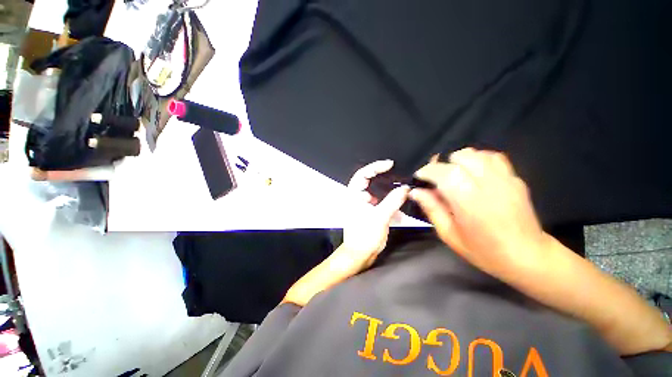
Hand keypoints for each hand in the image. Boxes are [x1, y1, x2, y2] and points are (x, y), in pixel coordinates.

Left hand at [342, 160, 409, 271]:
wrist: (359, 256)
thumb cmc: (364, 237)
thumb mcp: (380, 218)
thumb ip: (393, 201)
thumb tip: (405, 188)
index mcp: (354, 196)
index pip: (362, 174)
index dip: (375, 166)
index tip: (390, 164)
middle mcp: (358, 197)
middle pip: (370, 181)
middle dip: (384, 178)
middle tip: (399, 174)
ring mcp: (364, 205)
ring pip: (378, 192)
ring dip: (390, 193)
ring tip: (403, 190)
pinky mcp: (371, 212)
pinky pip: (382, 203)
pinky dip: (390, 204)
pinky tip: (400, 207)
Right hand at [410, 148, 547, 278]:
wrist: (527, 256)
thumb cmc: (483, 250)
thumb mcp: (449, 235)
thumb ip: (432, 209)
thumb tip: (415, 192)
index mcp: (469, 202)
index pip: (445, 173)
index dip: (428, 170)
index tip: (419, 177)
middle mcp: (488, 185)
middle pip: (460, 157)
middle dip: (442, 164)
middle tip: (436, 178)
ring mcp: (505, 179)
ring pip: (476, 154)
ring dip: (459, 161)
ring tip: (453, 175)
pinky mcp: (515, 178)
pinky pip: (493, 157)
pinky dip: (478, 159)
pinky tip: (473, 172)